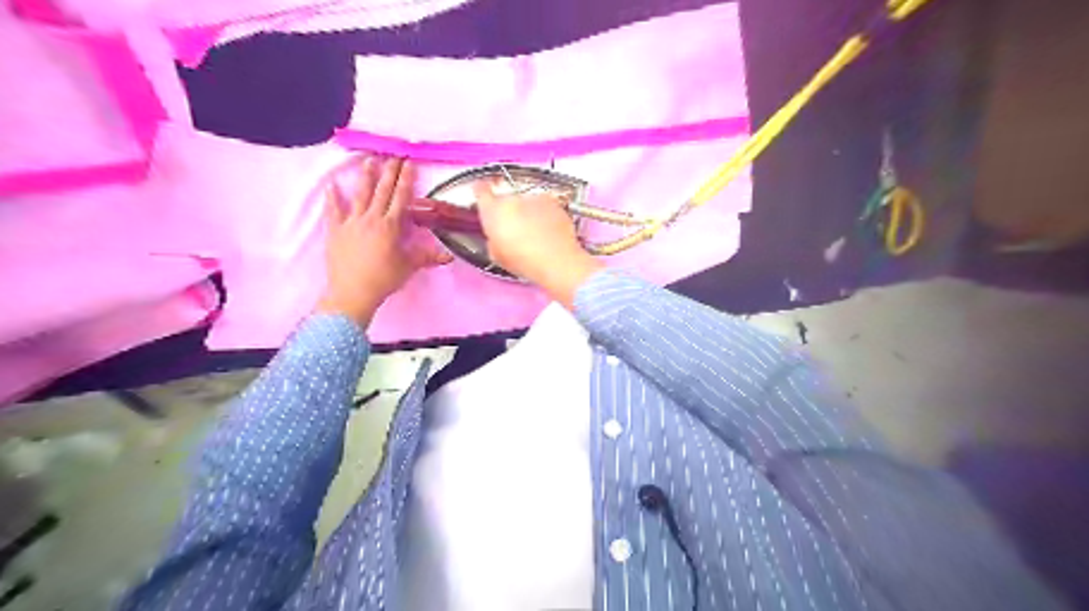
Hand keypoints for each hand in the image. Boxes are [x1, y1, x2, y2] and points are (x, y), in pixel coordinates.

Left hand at [320, 160, 452, 326]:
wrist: (352, 292)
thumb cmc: (384, 279)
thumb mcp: (408, 267)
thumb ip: (427, 257)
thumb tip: (449, 255)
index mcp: (391, 226)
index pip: (401, 198)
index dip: (406, 179)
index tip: (409, 163)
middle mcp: (372, 219)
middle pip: (382, 191)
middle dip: (389, 172)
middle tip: (393, 154)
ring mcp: (352, 223)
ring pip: (360, 195)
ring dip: (366, 177)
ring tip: (369, 160)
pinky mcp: (336, 231)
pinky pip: (334, 211)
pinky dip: (333, 198)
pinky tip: (332, 185)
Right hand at [469, 178, 599, 304]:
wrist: (556, 260)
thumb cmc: (521, 261)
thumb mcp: (496, 255)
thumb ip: (493, 238)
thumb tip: (498, 234)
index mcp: (493, 210)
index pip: (481, 191)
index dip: (481, 192)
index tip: (483, 195)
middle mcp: (513, 198)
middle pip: (506, 200)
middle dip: (509, 210)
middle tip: (515, 229)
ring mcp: (535, 198)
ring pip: (526, 202)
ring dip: (527, 212)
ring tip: (535, 231)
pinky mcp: (554, 202)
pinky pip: (544, 207)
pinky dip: (544, 215)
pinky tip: (548, 230)